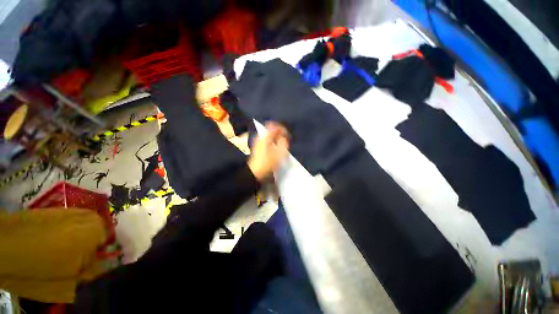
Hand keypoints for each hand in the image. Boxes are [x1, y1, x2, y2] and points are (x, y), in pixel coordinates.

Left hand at [248, 122, 289, 180]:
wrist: (255, 172)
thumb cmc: (267, 163)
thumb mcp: (279, 154)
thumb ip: (283, 143)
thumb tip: (284, 137)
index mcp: (266, 137)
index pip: (275, 126)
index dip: (282, 128)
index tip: (287, 135)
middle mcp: (261, 137)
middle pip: (271, 128)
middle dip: (279, 131)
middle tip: (285, 137)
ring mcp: (258, 141)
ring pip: (268, 133)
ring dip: (276, 135)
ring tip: (281, 141)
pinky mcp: (258, 145)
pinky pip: (266, 137)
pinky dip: (272, 139)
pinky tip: (275, 145)